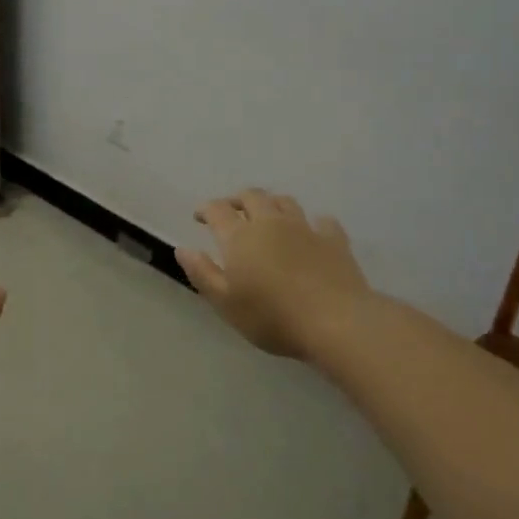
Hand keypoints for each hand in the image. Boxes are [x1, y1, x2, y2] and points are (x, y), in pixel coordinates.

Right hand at [176, 189, 371, 357]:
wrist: (336, 322)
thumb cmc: (272, 316)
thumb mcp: (226, 303)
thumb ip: (202, 273)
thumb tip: (182, 249)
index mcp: (240, 237)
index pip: (217, 210)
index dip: (206, 209)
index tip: (200, 216)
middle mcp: (270, 223)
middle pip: (252, 197)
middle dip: (238, 200)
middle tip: (231, 211)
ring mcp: (305, 229)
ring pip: (285, 202)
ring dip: (272, 204)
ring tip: (268, 216)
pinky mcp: (334, 240)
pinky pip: (322, 221)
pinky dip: (313, 223)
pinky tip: (312, 232)